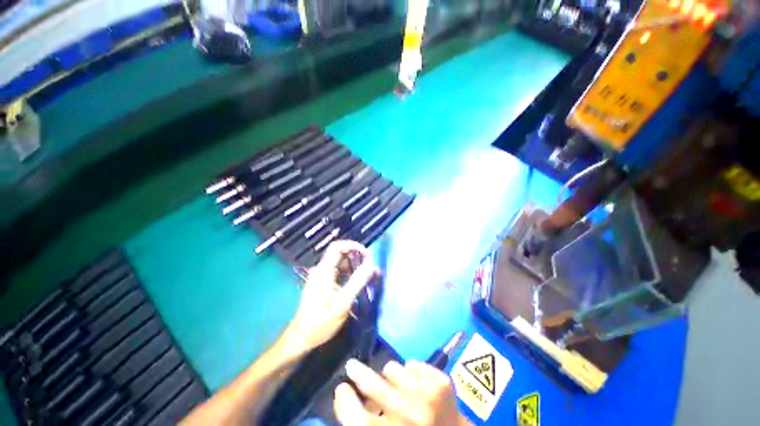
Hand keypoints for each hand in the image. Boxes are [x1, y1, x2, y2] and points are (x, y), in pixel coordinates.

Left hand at [285, 240, 377, 355]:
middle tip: (371, 269)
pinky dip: (351, 276)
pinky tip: (360, 284)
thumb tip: (371, 266)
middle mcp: (322, 270)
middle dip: (358, 258)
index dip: (353, 245)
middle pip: (341, 255)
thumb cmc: (321, 322)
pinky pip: (339, 274)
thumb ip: (357, 282)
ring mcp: (322, 277)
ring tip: (370, 277)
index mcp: (324, 271)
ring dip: (356, 268)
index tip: (367, 254)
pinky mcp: (324, 285)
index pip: (337, 247)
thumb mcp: (342, 302)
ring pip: (341, 265)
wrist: (302, 338)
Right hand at [334, 359, 470, 425]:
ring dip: (390, 377)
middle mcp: (410, 418)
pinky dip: (410, 373)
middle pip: (374, 388)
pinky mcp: (442, 382)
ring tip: (397, 387)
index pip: (358, 420)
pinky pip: (412, 364)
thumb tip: (343, 394)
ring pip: (392, 369)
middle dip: (359, 374)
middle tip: (352, 367)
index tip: (341, 388)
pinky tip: (417, 386)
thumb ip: (361, 419)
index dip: (345, 402)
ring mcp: (429, 398)